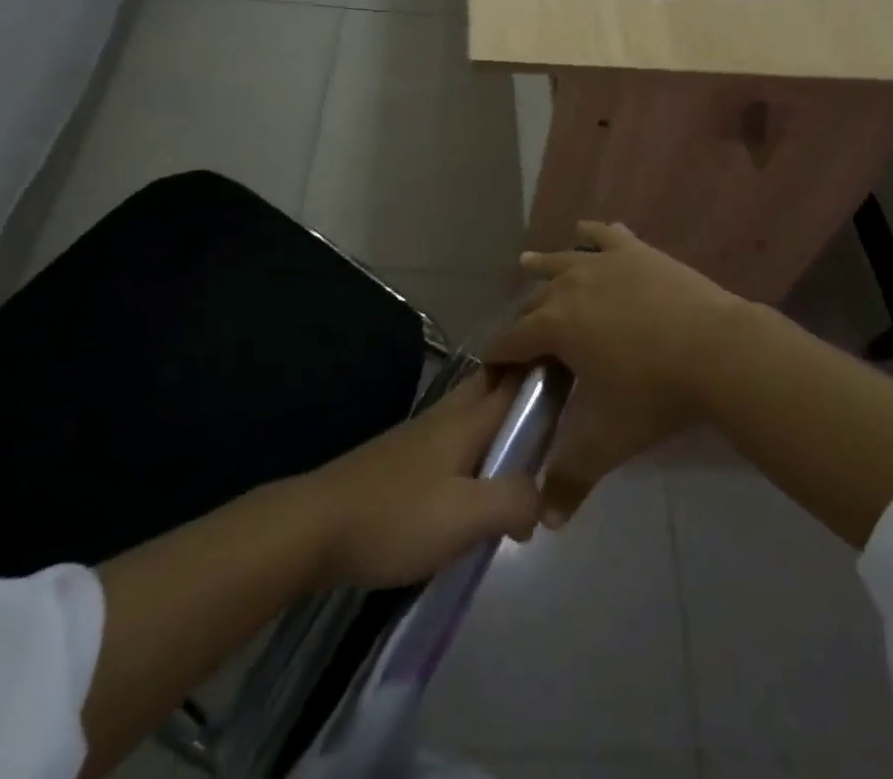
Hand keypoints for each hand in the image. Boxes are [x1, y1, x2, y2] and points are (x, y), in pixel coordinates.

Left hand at [302, 371, 540, 589]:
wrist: (315, 527)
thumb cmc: (394, 516)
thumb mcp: (464, 517)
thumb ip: (512, 500)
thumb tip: (541, 496)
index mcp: (465, 420)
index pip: (514, 380)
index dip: (545, 368)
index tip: (578, 366)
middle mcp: (446, 417)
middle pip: (492, 386)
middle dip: (524, 387)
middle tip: (563, 405)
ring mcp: (421, 436)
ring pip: (474, 413)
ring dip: (503, 418)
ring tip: (532, 445)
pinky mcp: (404, 461)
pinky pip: (456, 440)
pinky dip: (479, 446)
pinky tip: (482, 479)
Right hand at [487, 222, 744, 526]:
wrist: (718, 350)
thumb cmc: (656, 393)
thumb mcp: (609, 440)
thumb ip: (571, 478)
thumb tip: (544, 523)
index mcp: (555, 325)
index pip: (509, 340)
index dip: (496, 357)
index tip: (493, 372)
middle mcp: (570, 285)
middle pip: (533, 301)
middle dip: (522, 321)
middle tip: (525, 342)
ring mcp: (605, 262)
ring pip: (562, 259)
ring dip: (542, 265)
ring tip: (527, 264)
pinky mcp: (636, 251)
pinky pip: (607, 235)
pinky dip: (593, 233)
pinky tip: (588, 228)